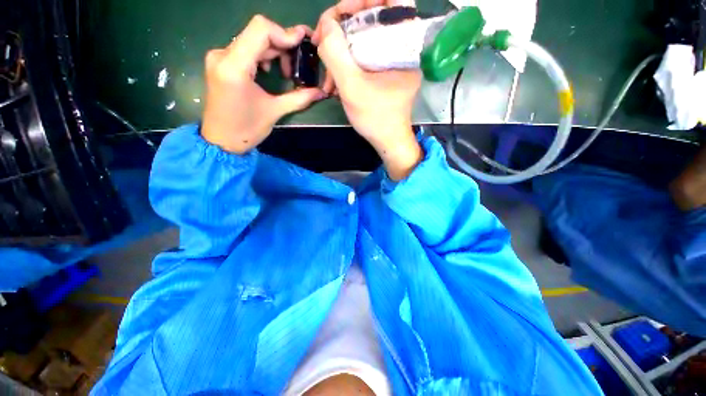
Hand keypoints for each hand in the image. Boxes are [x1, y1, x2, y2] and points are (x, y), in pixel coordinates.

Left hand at [201, 15, 326, 153]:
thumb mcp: (275, 112)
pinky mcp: (220, 63)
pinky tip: (269, 70)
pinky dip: (262, 55)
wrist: (221, 141)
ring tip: (285, 72)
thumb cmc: (246, 130)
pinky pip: (245, 49)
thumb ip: (299, 98)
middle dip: (282, 46)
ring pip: (252, 40)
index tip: (302, 43)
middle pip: (258, 33)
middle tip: (297, 66)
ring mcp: (219, 57)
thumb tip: (321, 92)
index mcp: (234, 66)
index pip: (261, 29)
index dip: (285, 33)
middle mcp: (223, 54)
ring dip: (273, 51)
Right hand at [313, 1, 422, 180]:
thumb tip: (326, 25)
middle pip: (372, 20)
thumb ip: (336, 53)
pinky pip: (364, 58)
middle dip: (342, 30)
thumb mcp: (352, 87)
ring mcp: (392, 62)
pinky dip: (348, 66)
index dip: (365, 0)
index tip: (342, 13)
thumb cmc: (376, 118)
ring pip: (364, 42)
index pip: (393, 1)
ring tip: (327, 78)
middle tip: (323, 44)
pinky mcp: (385, 74)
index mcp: (404, 45)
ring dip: (340, 55)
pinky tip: (335, 83)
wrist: (387, 141)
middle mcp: (401, 49)